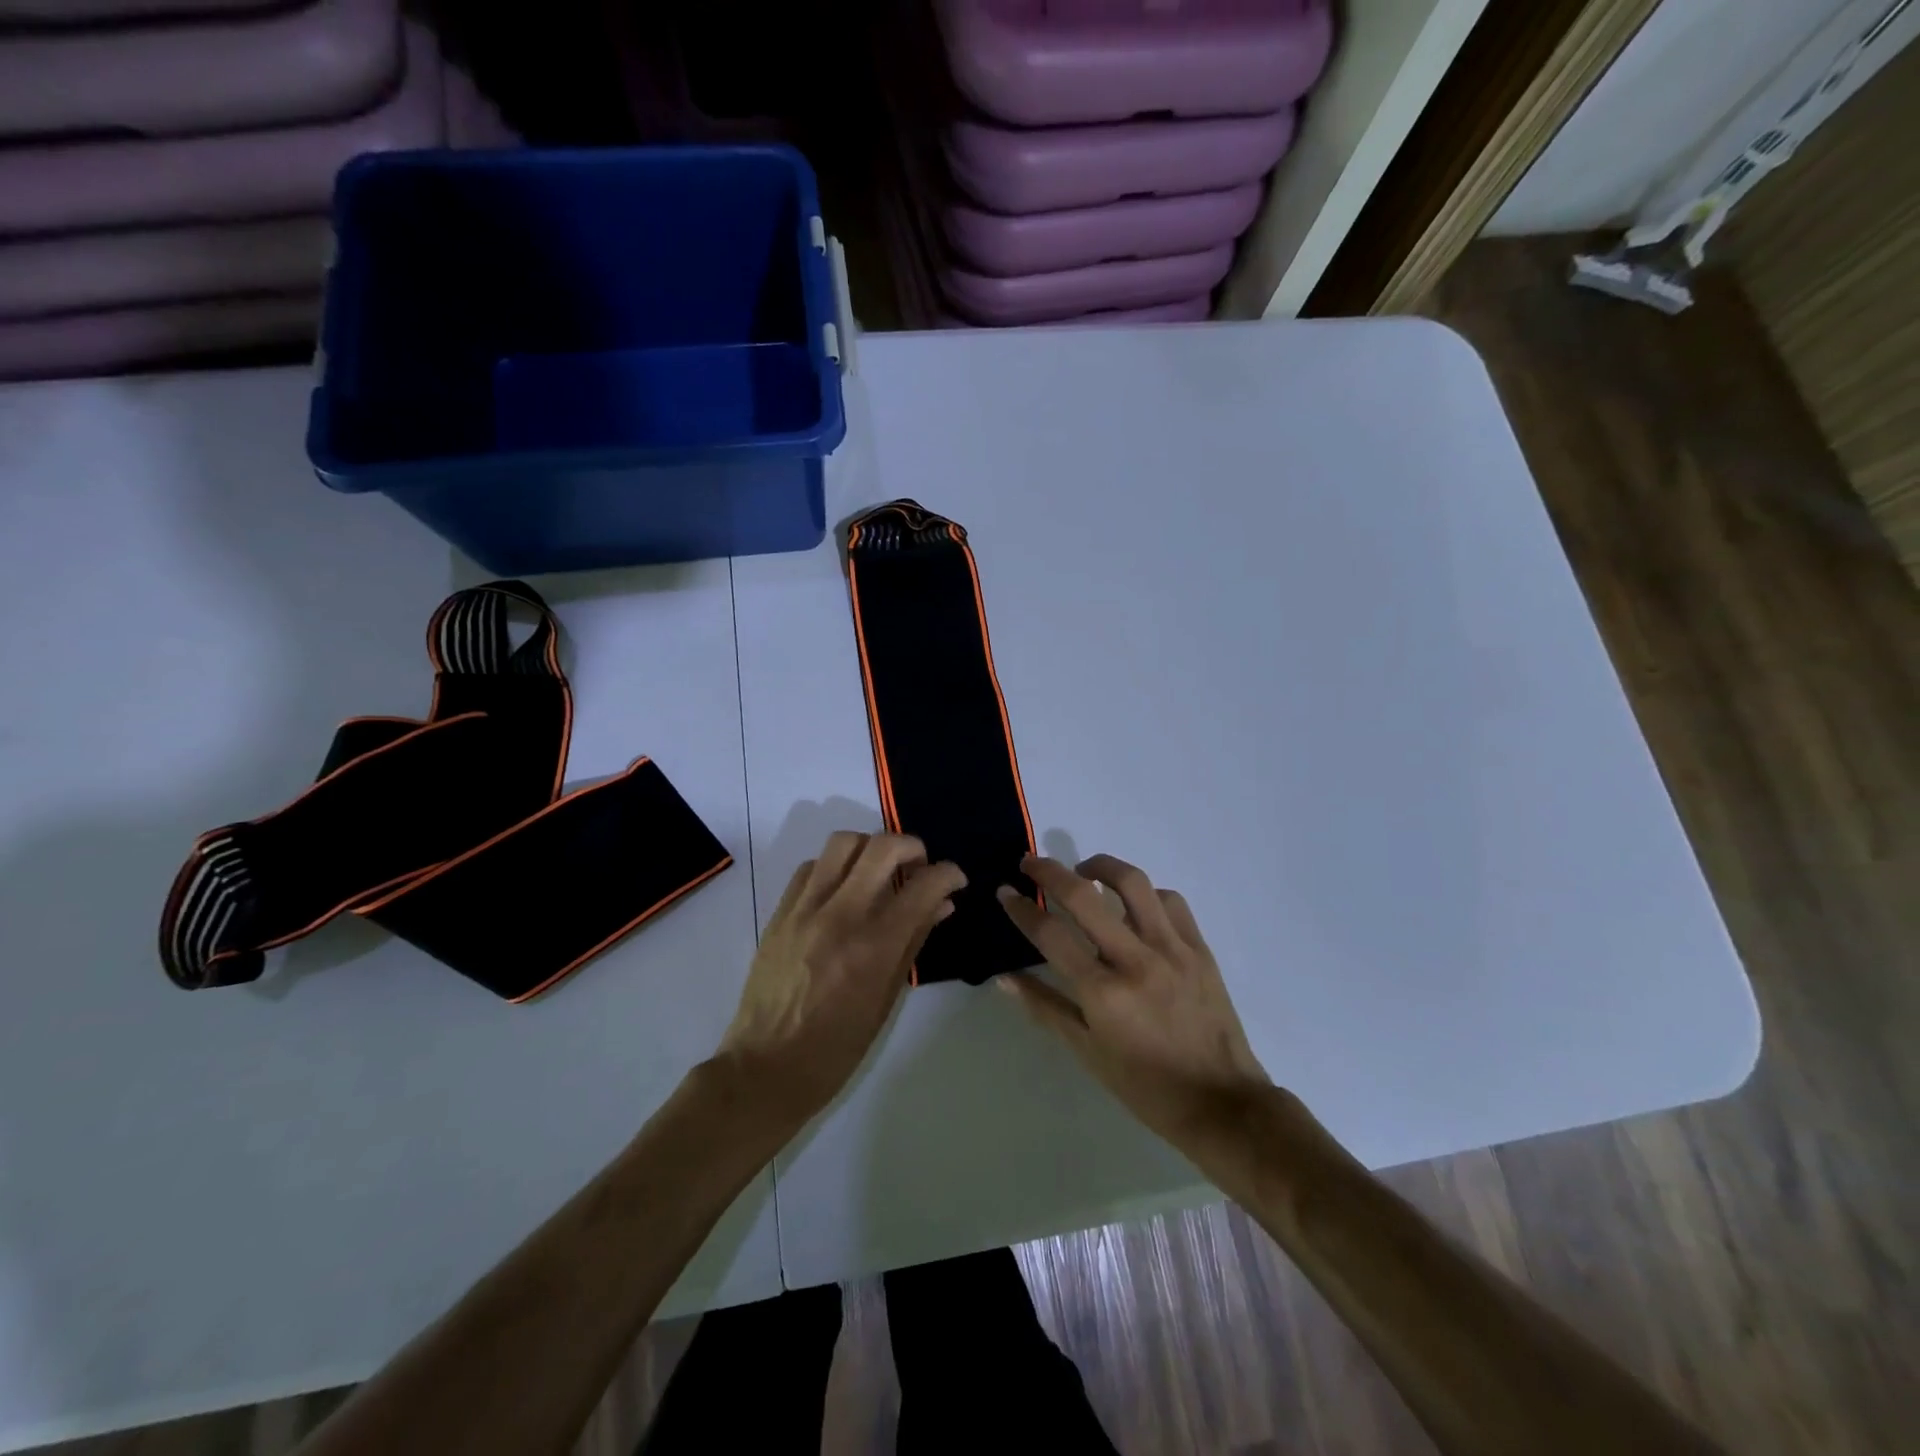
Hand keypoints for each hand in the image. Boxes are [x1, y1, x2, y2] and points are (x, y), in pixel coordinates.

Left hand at [717, 832, 964, 1125]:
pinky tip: (842, 890)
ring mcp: (805, 909)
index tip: (955, 879)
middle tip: (919, 867)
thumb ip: (914, 942)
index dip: (949, 873)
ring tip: (879, 872)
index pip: (923, 884)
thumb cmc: (837, 1048)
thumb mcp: (886, 1000)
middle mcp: (840, 915)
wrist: (765, 1068)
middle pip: (883, 846)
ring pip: (843, 843)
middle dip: (913, 846)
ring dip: (871, 848)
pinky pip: (810, 867)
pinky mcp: (780, 912)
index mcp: (874, 946)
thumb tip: (941, 904)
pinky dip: (834, 867)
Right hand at [997, 854, 1269, 1145]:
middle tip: (1031, 863)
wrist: (1221, 1102)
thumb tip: (1004, 978)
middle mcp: (1135, 961)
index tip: (1005, 891)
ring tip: (1084, 870)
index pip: (1050, 934)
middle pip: (1084, 896)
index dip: (1021, 908)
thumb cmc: (1145, 1086)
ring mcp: (1172, 949)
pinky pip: (1170, 901)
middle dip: (1049, 871)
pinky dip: (1145, 893)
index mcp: (1102, 993)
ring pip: (1133, 883)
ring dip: (1101, 866)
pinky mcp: (1199, 948)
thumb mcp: (1087, 1052)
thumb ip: (1045, 1007)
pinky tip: (1133, 903)